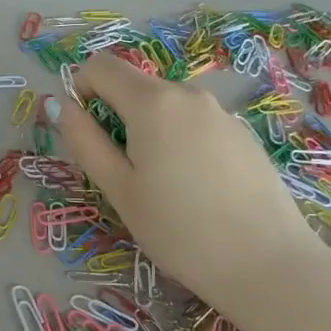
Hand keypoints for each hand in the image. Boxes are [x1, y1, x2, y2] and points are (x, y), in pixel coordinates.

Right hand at [56, 52, 328, 311]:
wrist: (268, 265)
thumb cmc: (179, 230)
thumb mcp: (119, 189)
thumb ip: (85, 141)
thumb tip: (62, 106)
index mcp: (152, 102)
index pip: (101, 66)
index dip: (81, 90)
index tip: (86, 134)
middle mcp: (188, 94)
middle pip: (135, 86)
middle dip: (115, 116)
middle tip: (122, 173)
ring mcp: (221, 113)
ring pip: (166, 107)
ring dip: (148, 131)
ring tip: (161, 187)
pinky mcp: (243, 134)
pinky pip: (195, 124)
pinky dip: (180, 142)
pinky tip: (196, 190)